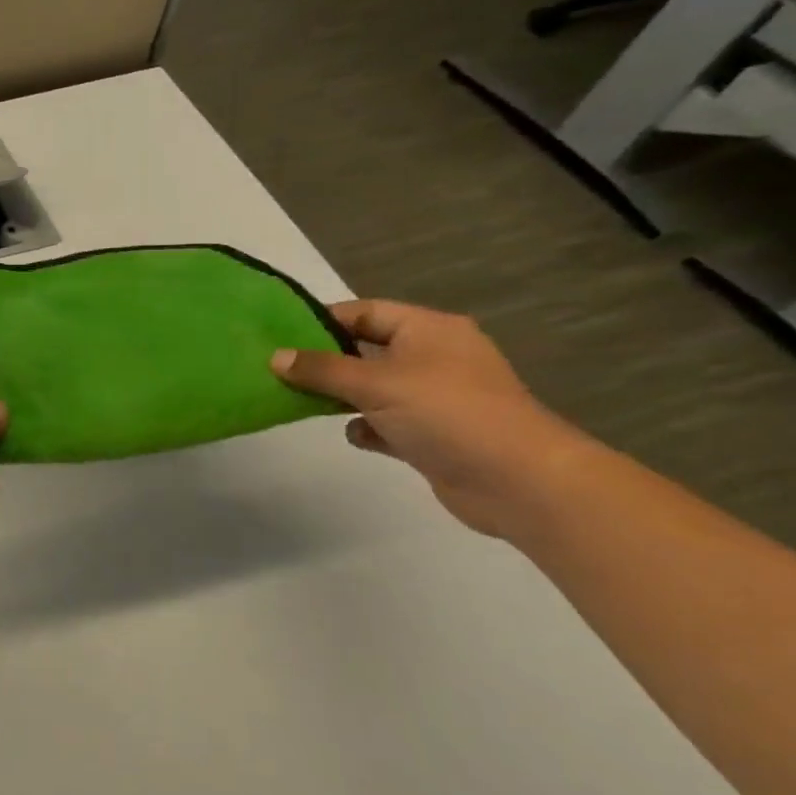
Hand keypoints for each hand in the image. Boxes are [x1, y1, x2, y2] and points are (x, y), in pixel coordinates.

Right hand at [272, 300, 585, 536]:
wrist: (520, 482)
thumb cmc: (447, 414)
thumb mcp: (375, 384)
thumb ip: (321, 369)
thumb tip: (275, 356)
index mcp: (429, 330)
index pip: (365, 312)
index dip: (322, 320)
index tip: (279, 334)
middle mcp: (433, 358)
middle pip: (365, 350)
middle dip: (324, 362)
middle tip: (279, 370)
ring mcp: (435, 398)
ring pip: (372, 388)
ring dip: (341, 397)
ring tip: (299, 402)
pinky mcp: (433, 434)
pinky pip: (386, 422)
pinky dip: (367, 427)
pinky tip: (356, 436)